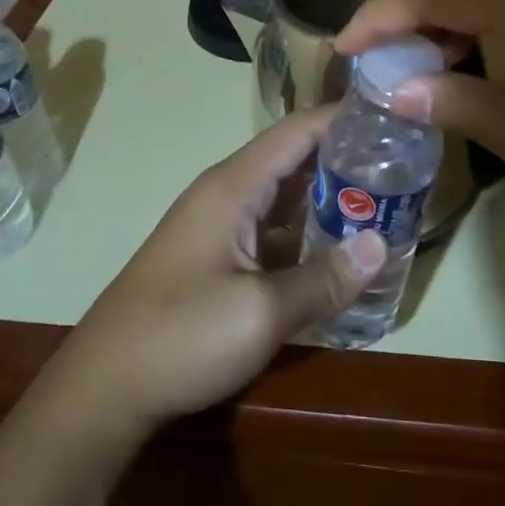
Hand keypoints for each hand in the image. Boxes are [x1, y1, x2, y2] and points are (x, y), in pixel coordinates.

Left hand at [50, 109, 386, 435]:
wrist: (103, 388)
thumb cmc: (180, 336)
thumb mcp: (261, 312)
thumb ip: (324, 278)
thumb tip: (380, 245)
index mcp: (233, 187)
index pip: (296, 131)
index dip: (342, 118)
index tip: (392, 117)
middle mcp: (225, 194)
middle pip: (292, 160)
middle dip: (344, 159)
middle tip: (401, 166)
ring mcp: (218, 226)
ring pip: (283, 197)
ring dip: (327, 198)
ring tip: (383, 202)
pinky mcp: (215, 257)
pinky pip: (270, 229)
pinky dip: (305, 231)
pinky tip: (338, 250)